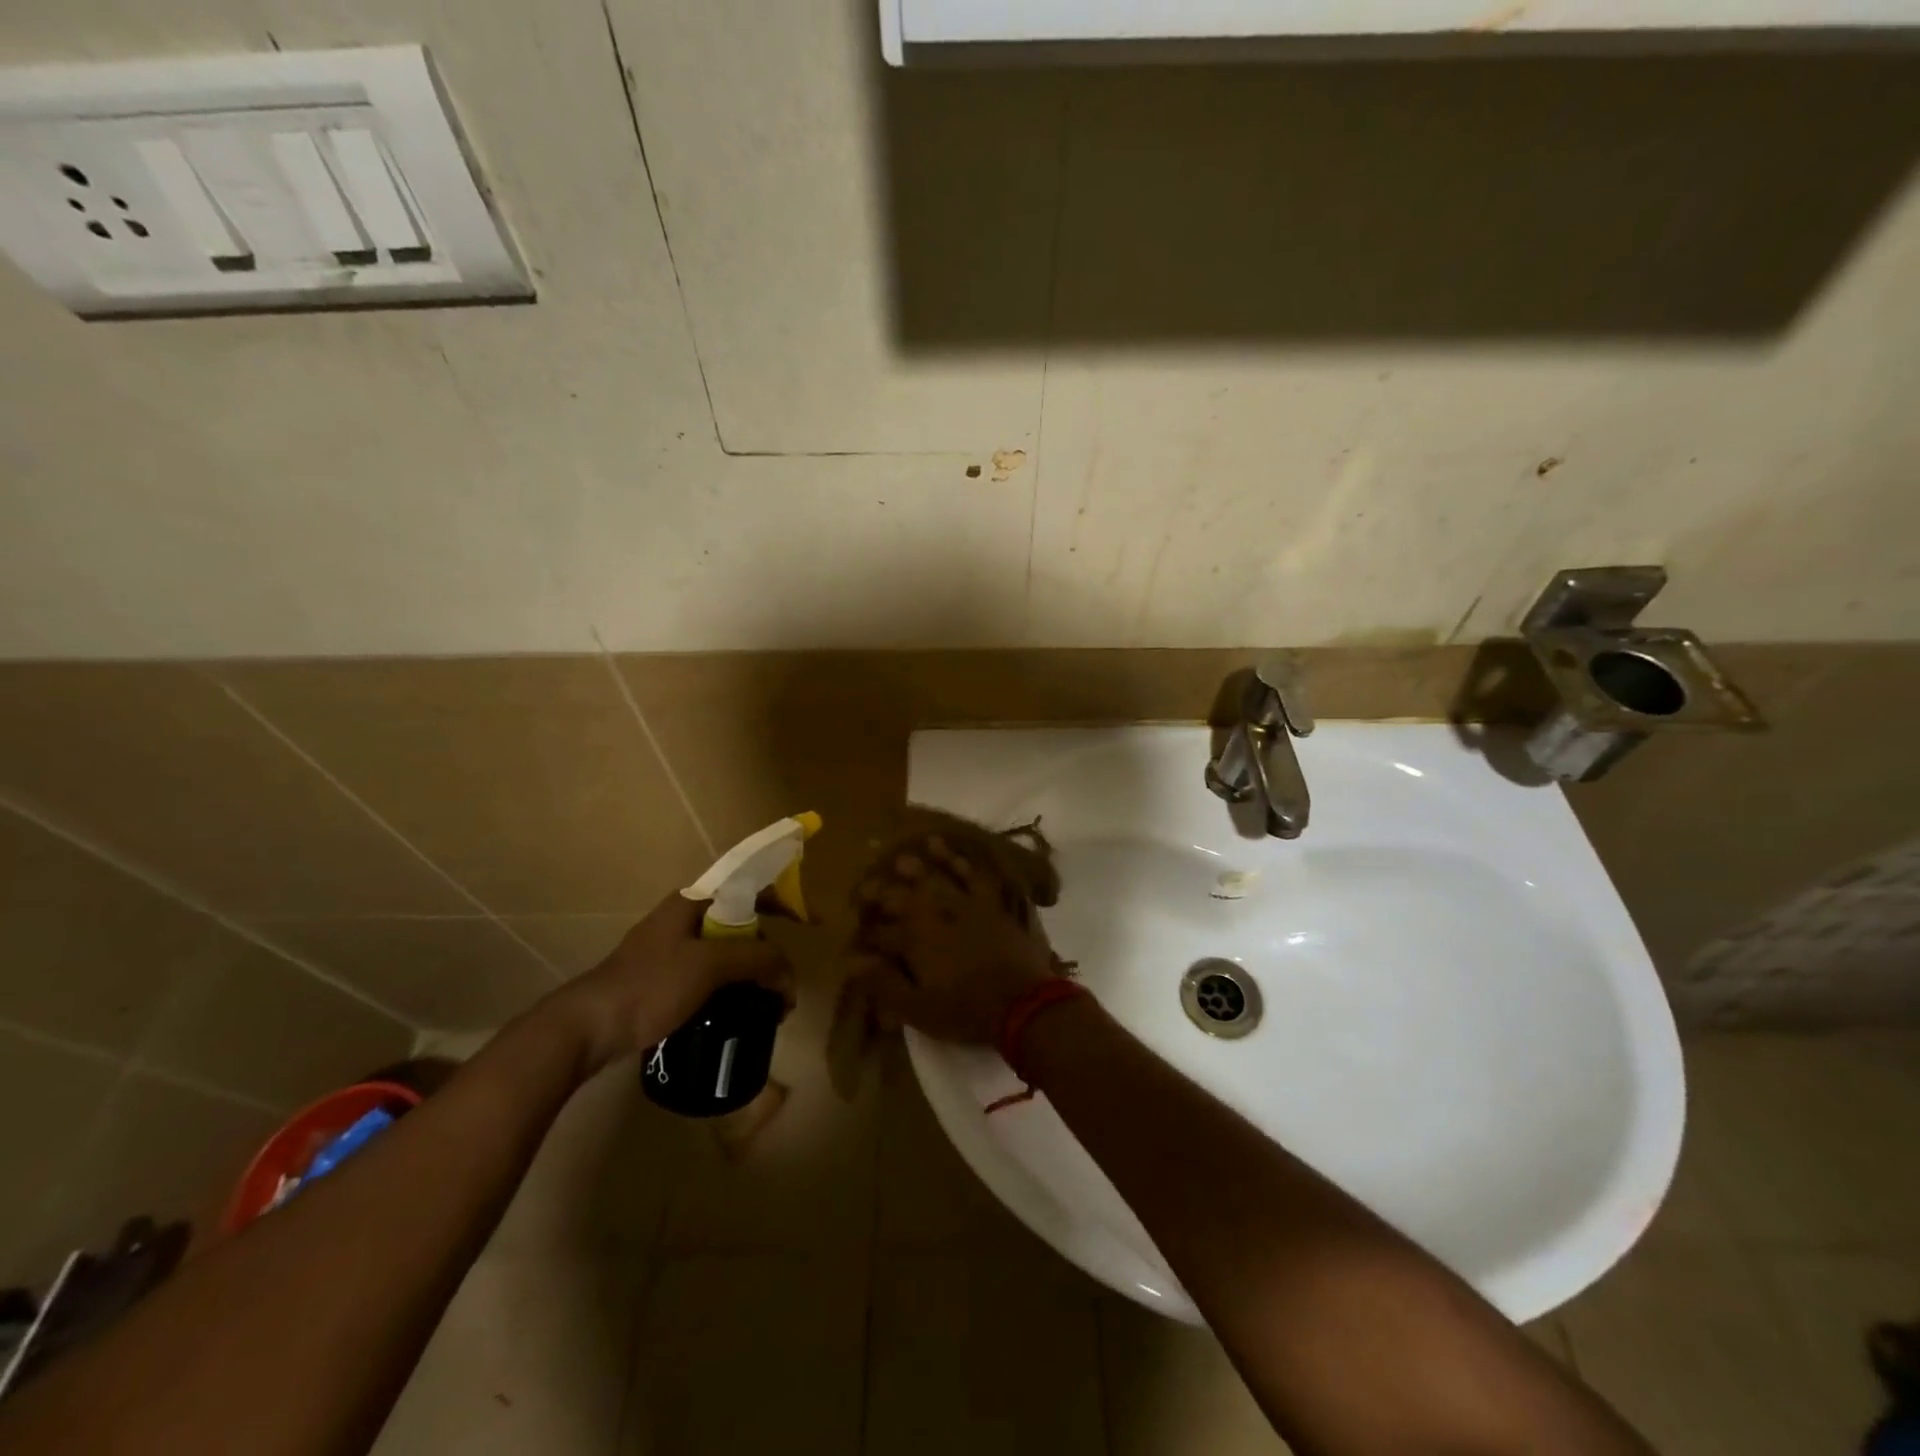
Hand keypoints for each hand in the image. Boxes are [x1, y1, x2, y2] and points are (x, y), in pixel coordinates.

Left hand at [555, 892, 793, 1069]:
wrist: (588, 1027)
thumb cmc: (651, 984)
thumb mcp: (710, 966)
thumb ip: (757, 959)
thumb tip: (787, 974)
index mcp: (693, 902)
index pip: (750, 887)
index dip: (784, 901)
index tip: (811, 923)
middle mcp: (684, 918)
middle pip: (742, 924)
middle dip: (770, 952)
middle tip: (785, 985)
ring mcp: (672, 950)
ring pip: (728, 953)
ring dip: (754, 975)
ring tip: (769, 1007)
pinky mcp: (665, 979)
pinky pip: (712, 976)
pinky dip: (733, 989)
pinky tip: (741, 1014)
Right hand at [846, 833, 1065, 1044]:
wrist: (1023, 1002)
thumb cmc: (966, 1011)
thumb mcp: (918, 1009)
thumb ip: (883, 984)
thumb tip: (852, 962)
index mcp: (914, 940)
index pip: (880, 932)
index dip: (864, 931)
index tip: (853, 929)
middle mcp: (935, 913)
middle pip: (902, 897)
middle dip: (881, 891)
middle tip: (866, 884)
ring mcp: (964, 903)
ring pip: (935, 877)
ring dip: (917, 867)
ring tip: (903, 856)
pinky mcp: (991, 901)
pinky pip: (972, 874)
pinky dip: (959, 860)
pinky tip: (951, 851)